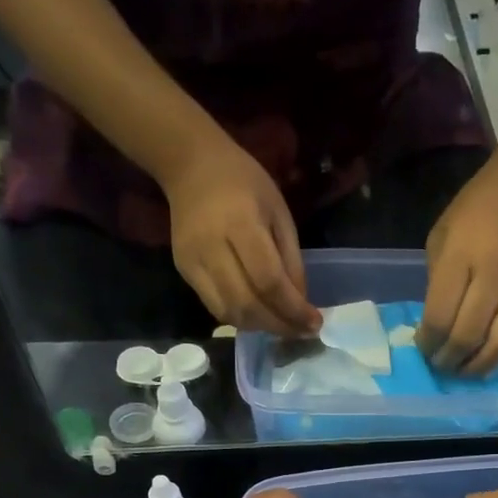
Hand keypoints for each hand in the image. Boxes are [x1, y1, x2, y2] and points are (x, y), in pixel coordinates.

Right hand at [161, 136, 321, 337]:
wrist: (190, 165)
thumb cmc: (243, 182)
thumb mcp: (279, 212)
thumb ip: (291, 259)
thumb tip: (300, 303)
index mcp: (241, 223)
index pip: (269, 281)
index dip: (293, 309)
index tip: (314, 323)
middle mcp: (212, 247)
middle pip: (248, 304)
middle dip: (279, 325)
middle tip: (301, 331)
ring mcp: (194, 261)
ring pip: (230, 313)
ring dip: (260, 326)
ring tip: (281, 324)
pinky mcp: (184, 271)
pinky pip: (215, 308)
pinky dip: (240, 319)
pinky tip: (258, 315)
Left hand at [419, 123, 497, 374]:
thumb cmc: (479, 205)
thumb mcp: (442, 233)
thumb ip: (437, 279)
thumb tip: (435, 321)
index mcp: (460, 258)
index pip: (439, 317)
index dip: (427, 343)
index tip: (423, 348)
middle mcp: (493, 276)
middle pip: (468, 337)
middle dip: (449, 361)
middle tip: (442, 365)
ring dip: (481, 367)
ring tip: (468, 371)